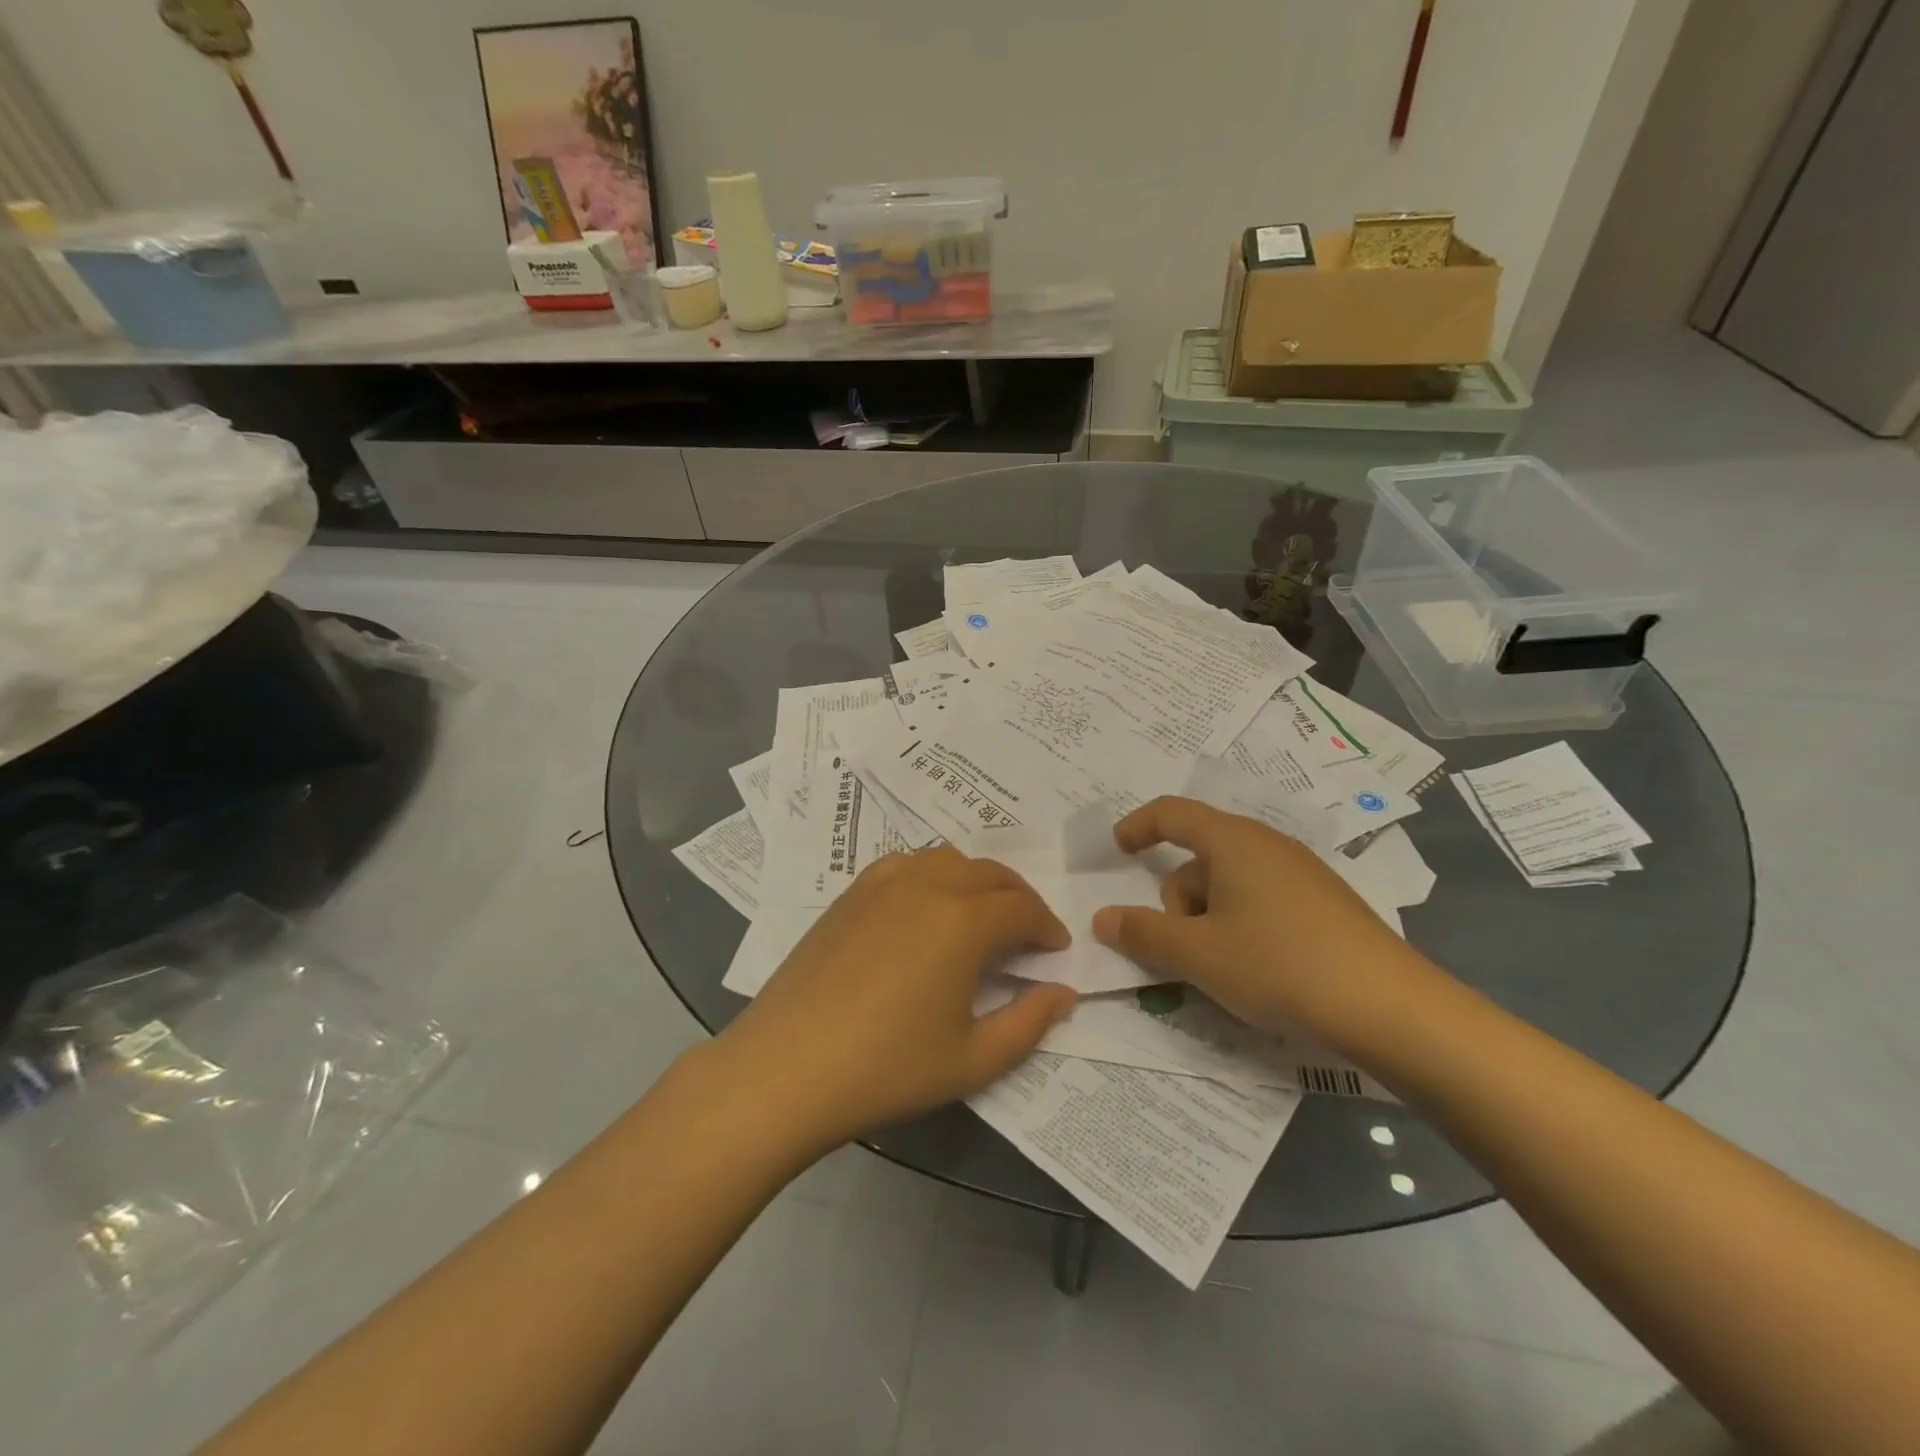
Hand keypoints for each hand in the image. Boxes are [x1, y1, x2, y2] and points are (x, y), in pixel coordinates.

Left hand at [715, 845, 1075, 1150]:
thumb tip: (1063, 992)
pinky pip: (908, 864)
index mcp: (964, 921)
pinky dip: (934, 875)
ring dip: (978, 882)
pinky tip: (927, 908)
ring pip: (949, 860)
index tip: (1056, 950)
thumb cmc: (887, 1067)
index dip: (1048, 927)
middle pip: (991, 874)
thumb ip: (1029, 1023)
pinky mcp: (852, 891)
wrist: (787, 1066)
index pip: (1023, 909)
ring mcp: (884, 882)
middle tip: (1028, 933)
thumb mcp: (972, 1060)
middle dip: (1020, 899)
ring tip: (982, 917)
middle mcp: (928, 885)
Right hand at [1091, 796, 1423, 1040]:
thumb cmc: (1278, 965)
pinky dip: (1241, 925)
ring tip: (1224, 968)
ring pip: (1230, 883)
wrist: (1389, 1007)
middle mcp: (1267, 845)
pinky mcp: (1324, 903)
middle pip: (1199, 857)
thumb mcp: (1197, 954)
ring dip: (1209, 918)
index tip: (1117, 850)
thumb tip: (1102, 918)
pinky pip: (1262, 899)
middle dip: (1178, 900)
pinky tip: (1259, 968)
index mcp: (1232, 841)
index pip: (1171, 813)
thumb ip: (1143, 933)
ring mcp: (1301, 873)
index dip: (1138, 826)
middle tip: (1185, 950)